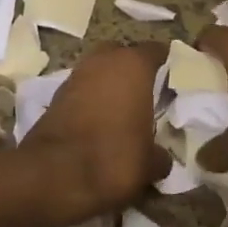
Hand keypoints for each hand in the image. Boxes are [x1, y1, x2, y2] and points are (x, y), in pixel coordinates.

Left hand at [19, 42, 169, 220]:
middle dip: (131, 69)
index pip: (156, 50)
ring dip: (107, 85)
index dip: (166, 62)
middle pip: (122, 54)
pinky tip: (98, 123)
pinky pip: (81, 91)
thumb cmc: (114, 158)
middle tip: (145, 93)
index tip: (174, 78)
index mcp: (133, 65)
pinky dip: (89, 101)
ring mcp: (75, 76)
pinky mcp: (54, 96)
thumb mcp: (150, 164)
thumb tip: (161, 158)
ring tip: (122, 111)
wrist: (53, 176)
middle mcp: (102, 61)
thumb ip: (160, 154)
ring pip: (98, 71)